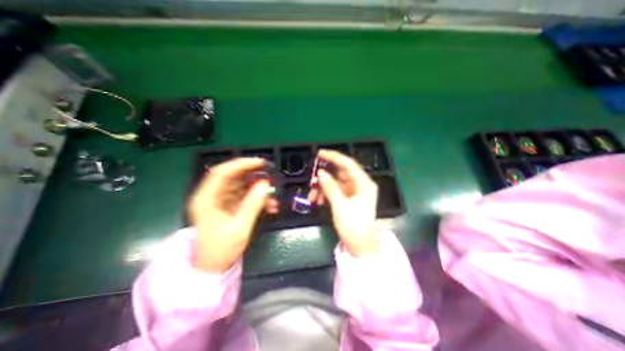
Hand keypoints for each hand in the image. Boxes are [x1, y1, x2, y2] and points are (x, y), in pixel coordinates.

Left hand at [188, 159, 277, 274]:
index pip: (222, 172)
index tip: (261, 163)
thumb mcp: (240, 227)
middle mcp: (212, 196)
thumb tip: (266, 184)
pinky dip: (258, 199)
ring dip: (259, 190)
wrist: (213, 267)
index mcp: (207, 199)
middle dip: (254, 176)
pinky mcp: (230, 206)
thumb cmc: (222, 250)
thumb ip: (253, 205)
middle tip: (271, 177)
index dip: (241, 164)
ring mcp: (221, 201)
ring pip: (242, 187)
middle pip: (234, 177)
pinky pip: (245, 196)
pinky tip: (270, 206)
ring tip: (273, 198)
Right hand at [309, 150, 377, 255]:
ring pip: (334, 182)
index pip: (348, 164)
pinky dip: (324, 193)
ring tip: (311, 197)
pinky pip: (334, 190)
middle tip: (311, 177)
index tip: (320, 153)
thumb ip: (330, 188)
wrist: (359, 245)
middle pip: (340, 173)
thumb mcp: (340, 206)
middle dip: (324, 175)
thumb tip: (320, 173)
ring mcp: (352, 191)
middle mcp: (359, 184)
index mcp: (363, 184)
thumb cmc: (353, 226)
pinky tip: (317, 201)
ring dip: (322, 187)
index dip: (334, 157)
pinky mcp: (347, 198)